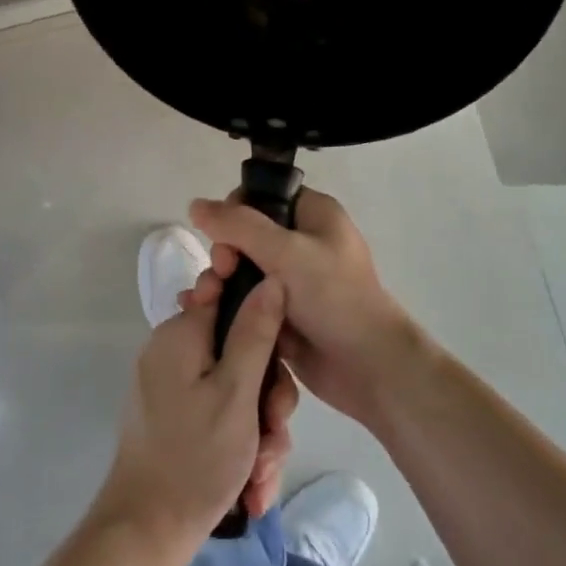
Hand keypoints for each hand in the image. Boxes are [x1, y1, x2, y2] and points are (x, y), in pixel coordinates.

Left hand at [93, 278, 299, 558]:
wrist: (145, 534)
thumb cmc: (194, 458)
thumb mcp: (236, 392)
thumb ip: (256, 332)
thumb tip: (272, 278)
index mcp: (181, 334)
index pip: (233, 301)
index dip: (265, 331)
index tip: (278, 366)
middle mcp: (174, 352)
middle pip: (242, 353)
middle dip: (267, 400)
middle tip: (273, 434)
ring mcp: (174, 387)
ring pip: (238, 391)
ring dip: (259, 433)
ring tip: (260, 474)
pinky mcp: (177, 418)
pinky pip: (221, 416)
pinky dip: (240, 447)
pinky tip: (250, 487)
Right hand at [190, 189, 417, 425]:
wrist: (369, 368)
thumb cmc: (334, 298)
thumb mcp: (286, 252)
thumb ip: (238, 226)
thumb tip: (195, 204)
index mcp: (314, 215)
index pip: (261, 197)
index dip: (235, 213)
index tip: (225, 241)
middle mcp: (303, 242)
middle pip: (245, 235)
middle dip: (224, 254)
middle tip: (221, 275)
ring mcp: (293, 282)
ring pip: (242, 270)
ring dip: (219, 282)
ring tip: (204, 301)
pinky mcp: (283, 315)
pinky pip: (246, 301)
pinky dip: (225, 305)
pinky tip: (201, 313)